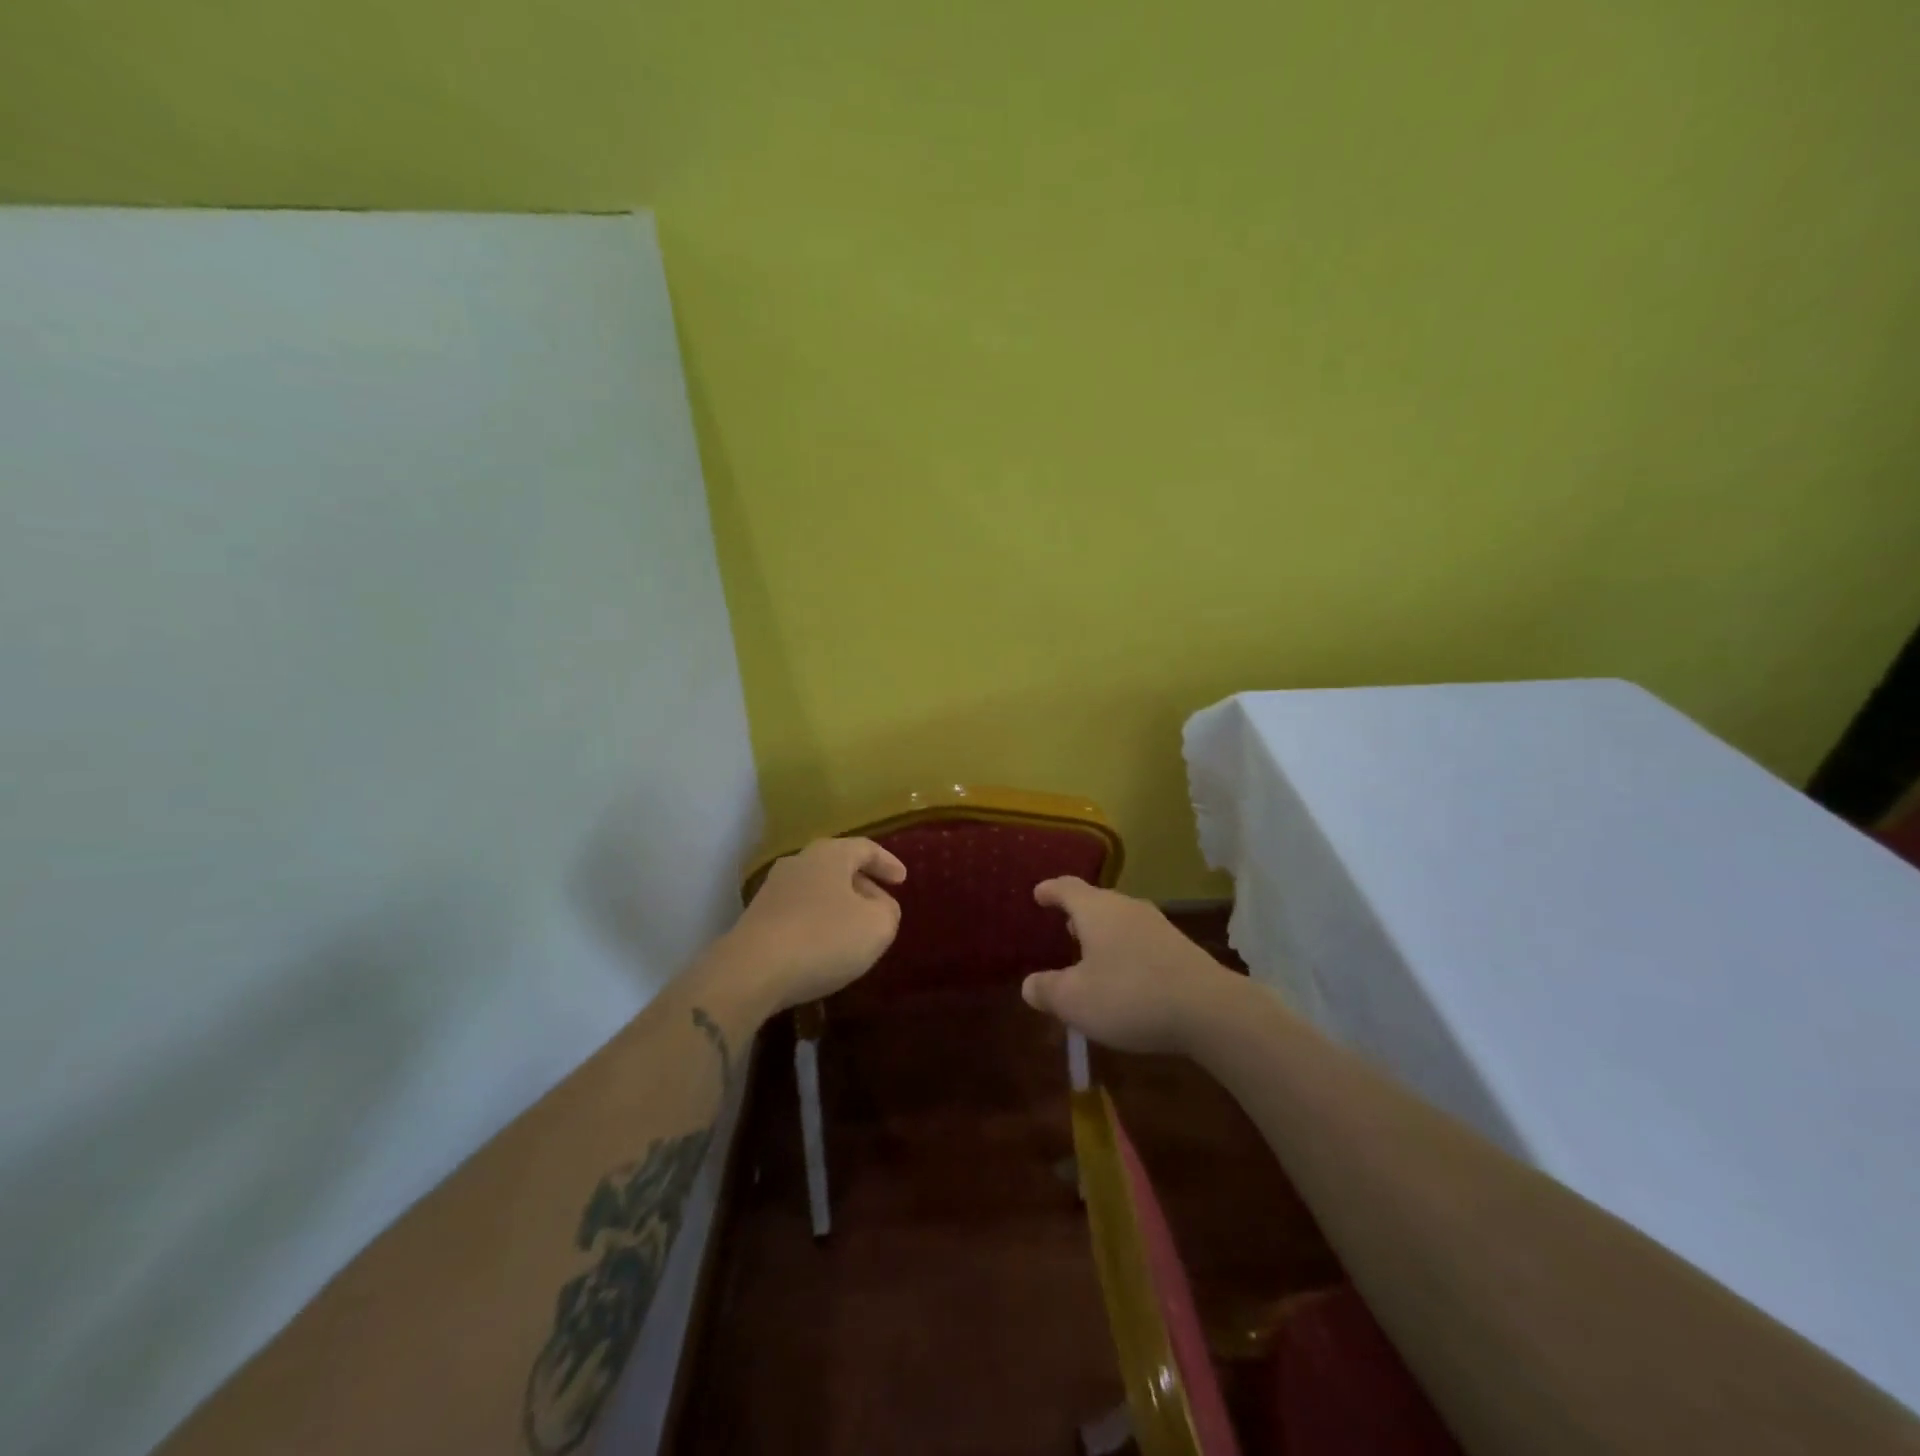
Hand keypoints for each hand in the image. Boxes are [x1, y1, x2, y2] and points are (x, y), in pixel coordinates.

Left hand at [716, 837, 906, 1014]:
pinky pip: (798, 911)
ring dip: (839, 904)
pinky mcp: (757, 918)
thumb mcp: (877, 926)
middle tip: (881, 904)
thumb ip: (888, 911)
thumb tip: (880, 906)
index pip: (865, 848)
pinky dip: (817, 922)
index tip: (903, 880)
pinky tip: (824, 945)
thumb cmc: (824, 938)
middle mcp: (799, 862)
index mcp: (830, 854)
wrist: (752, 971)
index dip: (888, 863)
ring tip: (854, 928)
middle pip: (838, 866)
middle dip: (862, 884)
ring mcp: (773, 889)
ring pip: (817, 889)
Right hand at [1022, 876, 1238, 1054]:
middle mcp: (1127, 908)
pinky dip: (1125, 950)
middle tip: (1064, 927)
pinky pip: (1141, 940)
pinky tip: (1126, 975)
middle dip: (1078, 913)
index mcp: (1096, 910)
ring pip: (1121, 920)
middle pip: (1096, 901)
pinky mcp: (1180, 948)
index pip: (1067, 888)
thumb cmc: (1129, 996)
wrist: (1209, 1010)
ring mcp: (1157, 926)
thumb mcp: (1075, 1000)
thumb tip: (1029, 985)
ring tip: (1092, 952)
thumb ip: (1047, 990)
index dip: (1050, 890)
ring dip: (1103, 933)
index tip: (1039, 893)